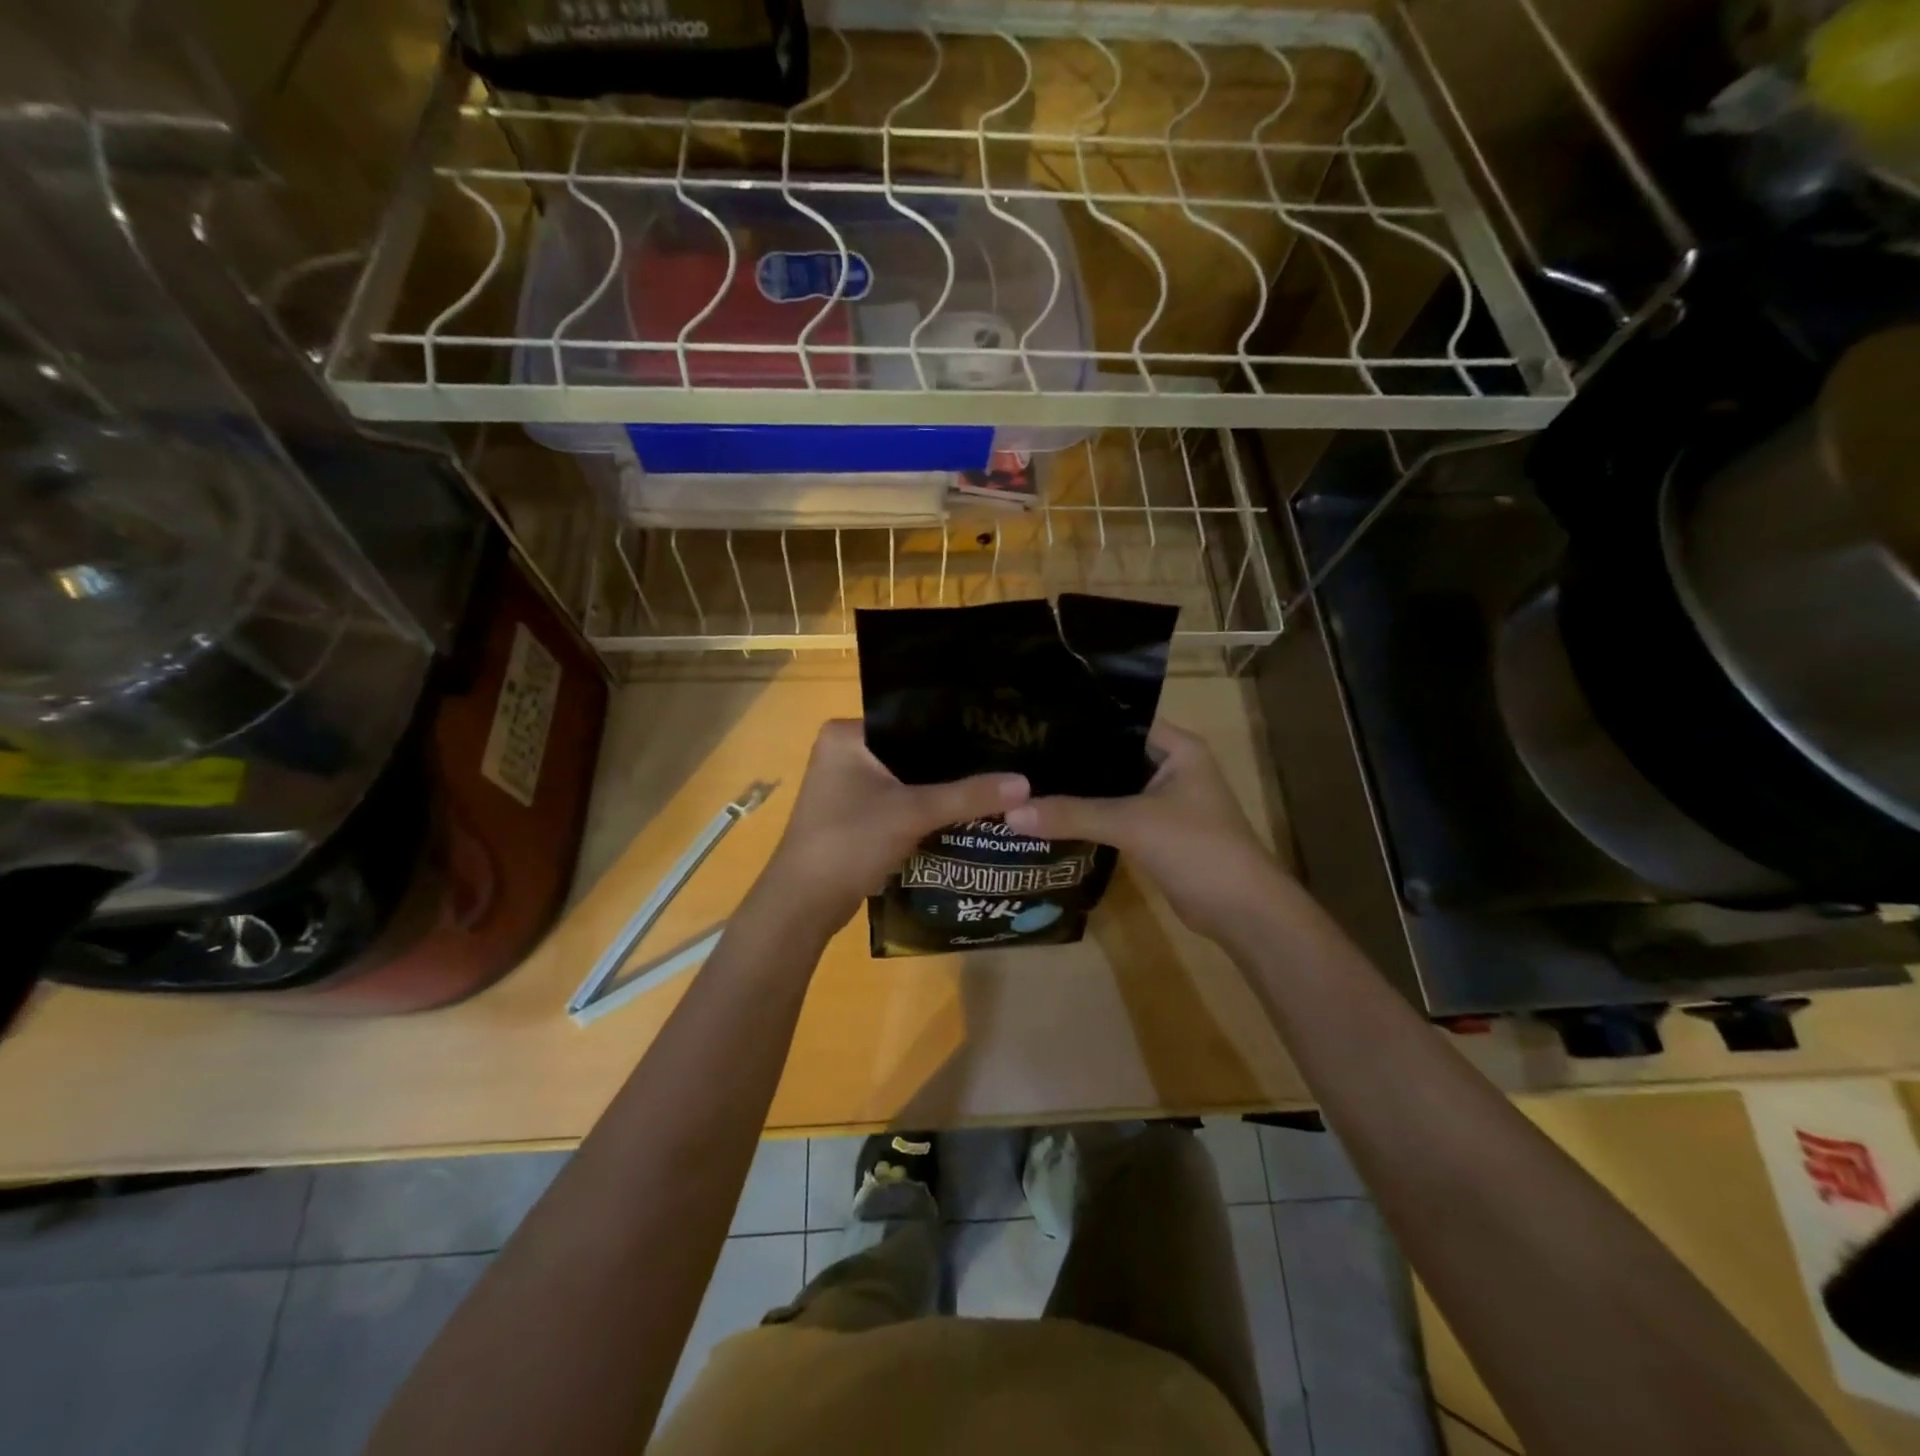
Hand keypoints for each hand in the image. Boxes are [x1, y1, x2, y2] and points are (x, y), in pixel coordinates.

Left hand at [760, 720, 1030, 929]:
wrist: (804, 904)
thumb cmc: (850, 842)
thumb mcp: (913, 813)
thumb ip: (969, 796)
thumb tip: (1026, 784)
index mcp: (846, 734)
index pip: (912, 718)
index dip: (955, 728)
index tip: (996, 733)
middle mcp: (843, 752)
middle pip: (912, 750)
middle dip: (952, 761)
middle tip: (1002, 760)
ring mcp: (846, 785)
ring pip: (907, 779)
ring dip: (941, 788)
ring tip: (992, 782)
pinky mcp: (853, 815)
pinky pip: (899, 802)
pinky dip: (926, 809)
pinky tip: (964, 811)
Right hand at [1003, 722, 1284, 945]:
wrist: (1241, 911)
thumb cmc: (1196, 848)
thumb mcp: (1131, 824)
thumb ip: (1072, 815)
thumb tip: (1010, 813)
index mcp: (1177, 747)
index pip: (1120, 719)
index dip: (1080, 720)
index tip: (1033, 721)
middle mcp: (1171, 766)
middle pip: (1111, 754)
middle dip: (1071, 757)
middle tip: (1018, 753)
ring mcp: (1164, 801)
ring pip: (1111, 787)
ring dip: (1078, 789)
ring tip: (1025, 781)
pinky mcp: (1155, 831)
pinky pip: (1114, 814)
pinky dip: (1088, 816)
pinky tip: (1051, 814)